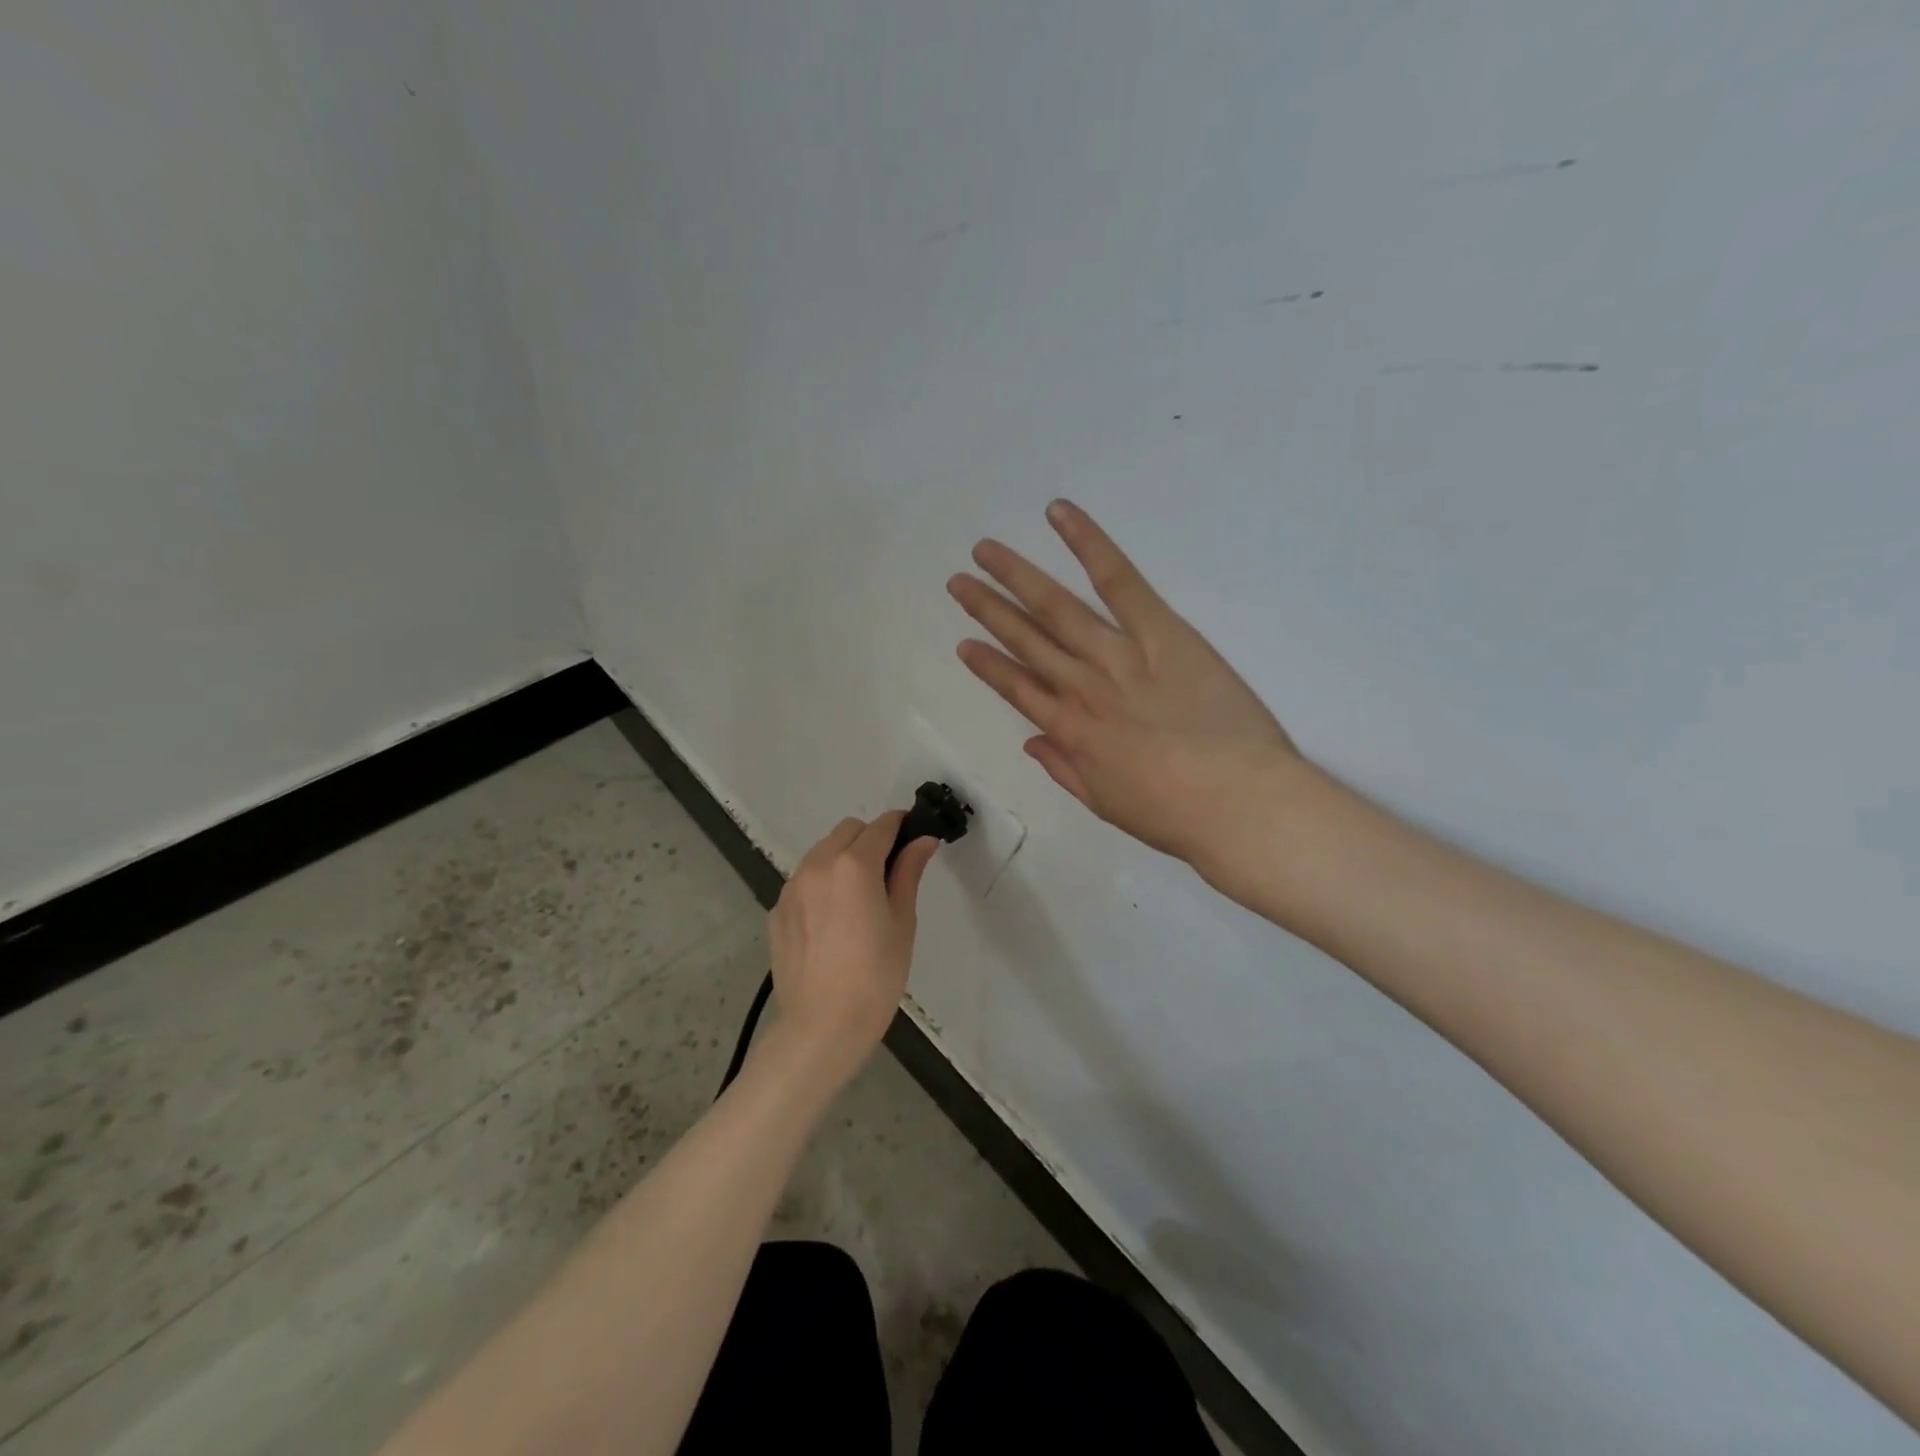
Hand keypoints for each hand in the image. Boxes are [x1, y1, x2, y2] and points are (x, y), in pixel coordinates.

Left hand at [765, 812, 938, 1081]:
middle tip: (887, 876)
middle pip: (848, 831)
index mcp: (854, 864)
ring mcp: (791, 887)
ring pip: (822, 853)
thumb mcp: (902, 922)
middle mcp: (817, 865)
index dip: (901, 827)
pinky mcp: (777, 911)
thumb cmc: (876, 976)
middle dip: (870, 840)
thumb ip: (908, 873)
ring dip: (843, 860)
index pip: (881, 826)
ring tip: (857, 901)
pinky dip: (821, 886)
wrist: (822, 1026)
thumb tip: (923, 840)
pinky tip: (832, 924)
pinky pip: (803, 882)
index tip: (913, 840)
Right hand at [948, 499, 1303, 881]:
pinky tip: (1058, 516)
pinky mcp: (1160, 630)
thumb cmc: (1176, 814)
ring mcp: (1118, 655)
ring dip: (1017, 577)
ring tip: (983, 551)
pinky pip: (1118, 581)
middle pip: (1027, 641)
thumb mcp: (1109, 804)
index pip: (1018, 690)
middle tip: (958, 582)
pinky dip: (1087, 544)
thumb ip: (1065, 769)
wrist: (1237, 803)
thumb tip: (1031, 741)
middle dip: (988, 611)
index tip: (964, 644)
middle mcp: (1082, 687)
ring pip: (1056, 609)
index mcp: (1072, 733)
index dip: (988, 666)